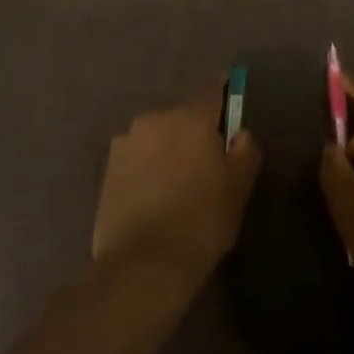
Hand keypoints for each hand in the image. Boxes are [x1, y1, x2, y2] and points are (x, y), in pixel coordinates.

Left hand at [93, 86, 263, 287]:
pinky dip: (148, 166)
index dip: (224, 90)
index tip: (230, 90)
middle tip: (208, 159)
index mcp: (189, 118)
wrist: (142, 264)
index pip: (211, 91)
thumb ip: (245, 152)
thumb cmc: (200, 222)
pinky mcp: (107, 168)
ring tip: (179, 181)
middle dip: (195, 130)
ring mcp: (126, 142)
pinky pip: (138, 156)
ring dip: (169, 148)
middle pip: (182, 117)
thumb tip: (240, 133)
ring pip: (157, 136)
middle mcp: (154, 119)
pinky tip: (155, 194)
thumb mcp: (238, 189)